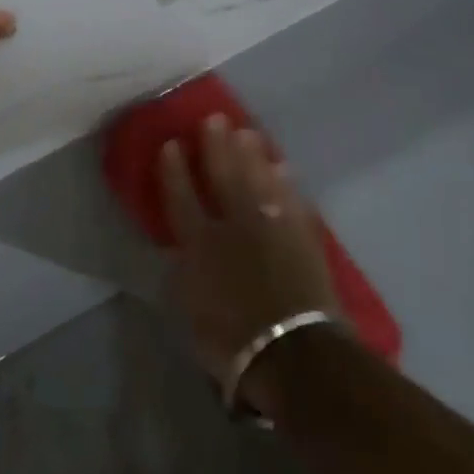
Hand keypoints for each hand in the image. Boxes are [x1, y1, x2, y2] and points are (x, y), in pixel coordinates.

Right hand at [161, 115, 341, 413]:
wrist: (297, 355)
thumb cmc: (234, 342)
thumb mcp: (192, 313)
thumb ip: (186, 275)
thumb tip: (182, 254)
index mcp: (199, 244)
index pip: (181, 197)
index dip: (174, 170)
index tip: (170, 143)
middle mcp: (234, 226)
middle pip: (224, 177)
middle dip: (217, 146)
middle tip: (215, 118)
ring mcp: (272, 229)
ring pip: (260, 181)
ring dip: (253, 155)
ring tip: (248, 132)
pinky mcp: (303, 239)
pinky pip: (292, 202)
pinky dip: (286, 184)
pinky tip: (283, 168)